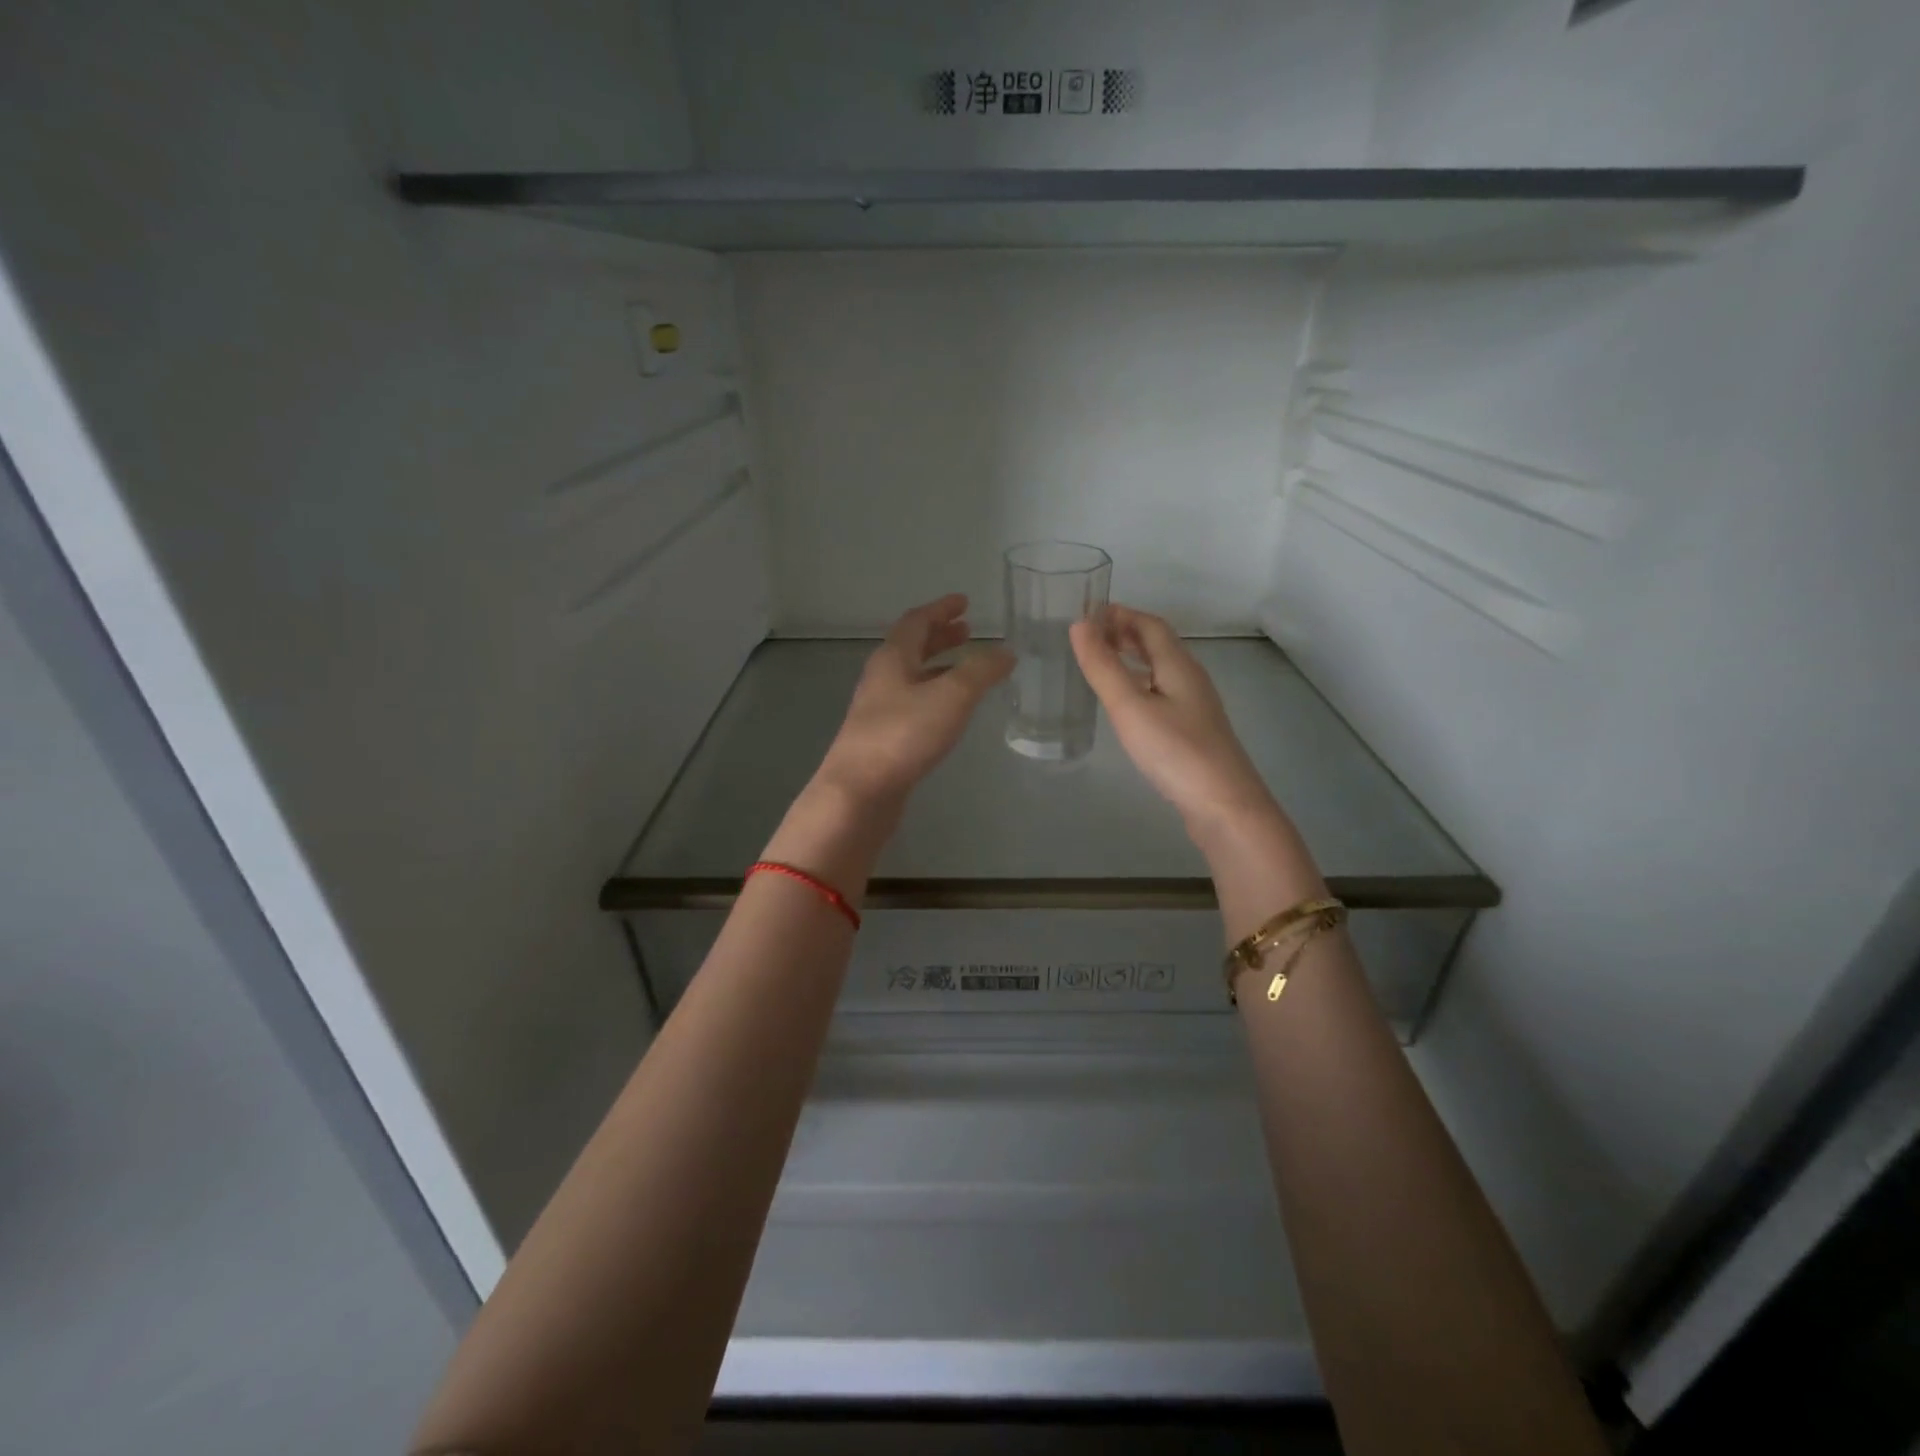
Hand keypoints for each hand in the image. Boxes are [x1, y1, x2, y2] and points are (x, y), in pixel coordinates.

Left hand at [815, 594, 1013, 809]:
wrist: (859, 792)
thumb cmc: (903, 735)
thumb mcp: (952, 697)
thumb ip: (981, 672)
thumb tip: (1005, 652)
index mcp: (893, 658)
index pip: (916, 621)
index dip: (941, 609)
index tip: (963, 602)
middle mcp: (882, 678)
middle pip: (911, 647)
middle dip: (940, 636)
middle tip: (967, 631)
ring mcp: (878, 710)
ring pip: (911, 676)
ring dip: (938, 666)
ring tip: (966, 668)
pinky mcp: (882, 738)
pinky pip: (912, 703)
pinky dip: (934, 695)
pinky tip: (948, 712)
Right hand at [1070, 605, 1276, 834]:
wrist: (1224, 805)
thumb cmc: (1175, 751)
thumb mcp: (1130, 707)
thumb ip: (1103, 667)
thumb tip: (1079, 624)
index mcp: (1178, 665)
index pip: (1150, 625)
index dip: (1120, 614)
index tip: (1088, 613)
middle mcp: (1191, 678)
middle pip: (1158, 645)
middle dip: (1125, 633)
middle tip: (1090, 636)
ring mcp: (1195, 706)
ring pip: (1161, 670)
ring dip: (1132, 658)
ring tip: (1103, 662)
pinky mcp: (1193, 731)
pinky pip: (1163, 693)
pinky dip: (1140, 684)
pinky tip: (1128, 704)